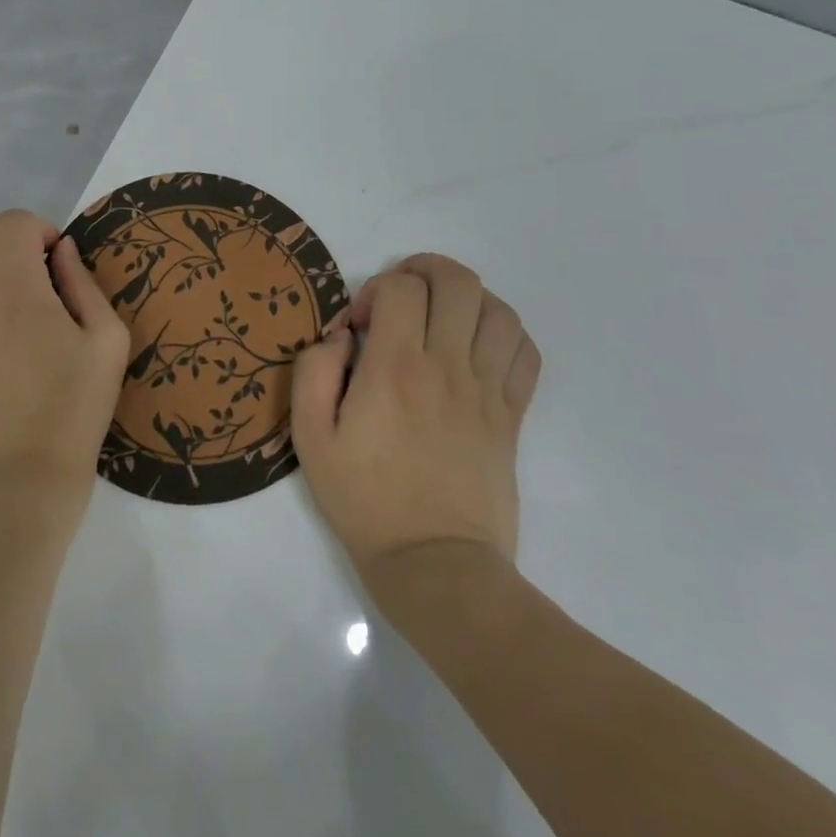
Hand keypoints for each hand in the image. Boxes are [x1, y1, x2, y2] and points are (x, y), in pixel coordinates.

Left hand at [0, 209, 130, 533]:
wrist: (19, 481)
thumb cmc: (74, 412)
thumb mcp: (106, 343)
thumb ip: (85, 285)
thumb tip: (63, 251)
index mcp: (17, 291)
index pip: (12, 222)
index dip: (40, 227)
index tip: (57, 259)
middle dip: (2, 231)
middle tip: (29, 264)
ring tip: (1, 285)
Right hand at [291, 254, 539, 584]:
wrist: (435, 564)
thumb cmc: (365, 499)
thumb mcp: (311, 438)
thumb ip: (313, 372)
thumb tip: (340, 335)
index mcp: (395, 368)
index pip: (402, 287)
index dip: (377, 290)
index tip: (361, 326)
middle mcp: (447, 366)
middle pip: (458, 282)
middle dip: (425, 271)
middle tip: (401, 298)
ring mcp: (487, 390)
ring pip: (498, 310)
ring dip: (466, 298)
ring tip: (440, 317)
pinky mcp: (511, 415)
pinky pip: (524, 352)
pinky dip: (504, 333)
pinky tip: (476, 347)